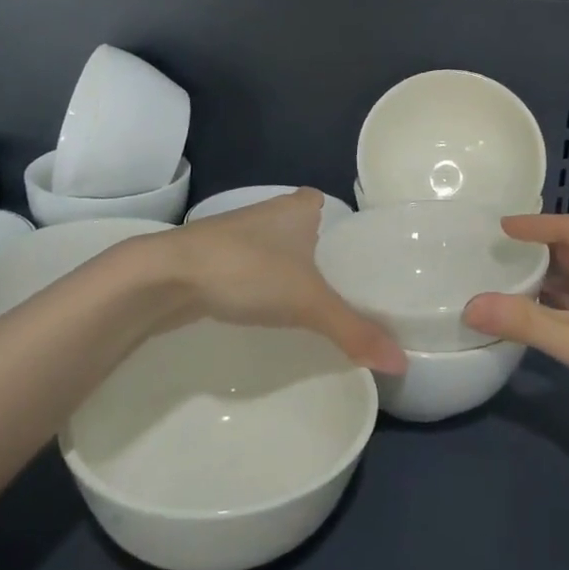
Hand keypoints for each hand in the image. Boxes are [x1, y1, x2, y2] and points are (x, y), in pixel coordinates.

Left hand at [145, 191, 405, 373]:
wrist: (167, 276)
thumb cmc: (246, 270)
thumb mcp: (308, 302)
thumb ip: (354, 330)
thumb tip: (401, 364)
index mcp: (298, 207)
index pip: (328, 206)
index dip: (344, 226)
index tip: (360, 257)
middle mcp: (269, 212)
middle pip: (304, 228)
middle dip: (321, 252)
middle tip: (345, 287)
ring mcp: (237, 233)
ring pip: (276, 248)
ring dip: (290, 269)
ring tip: (316, 301)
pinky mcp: (213, 258)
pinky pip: (252, 267)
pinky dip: (264, 283)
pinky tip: (271, 308)